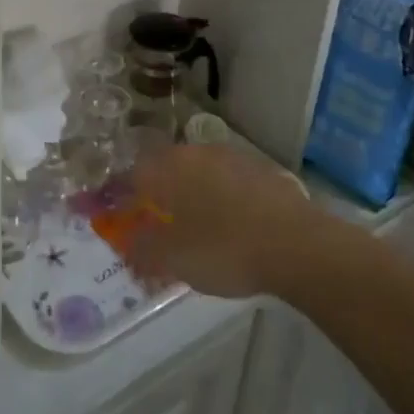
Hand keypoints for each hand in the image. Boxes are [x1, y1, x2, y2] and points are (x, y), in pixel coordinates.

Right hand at [128, 144, 323, 298]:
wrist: (298, 245)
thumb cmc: (224, 249)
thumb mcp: (174, 260)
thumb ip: (143, 252)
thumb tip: (128, 247)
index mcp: (169, 169)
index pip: (132, 174)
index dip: (120, 195)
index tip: (116, 213)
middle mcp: (197, 153)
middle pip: (166, 168)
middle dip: (156, 192)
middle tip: (154, 220)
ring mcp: (232, 158)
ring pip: (199, 173)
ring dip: (190, 193)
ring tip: (193, 224)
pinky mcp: (262, 171)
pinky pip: (228, 182)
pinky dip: (220, 198)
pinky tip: (229, 224)